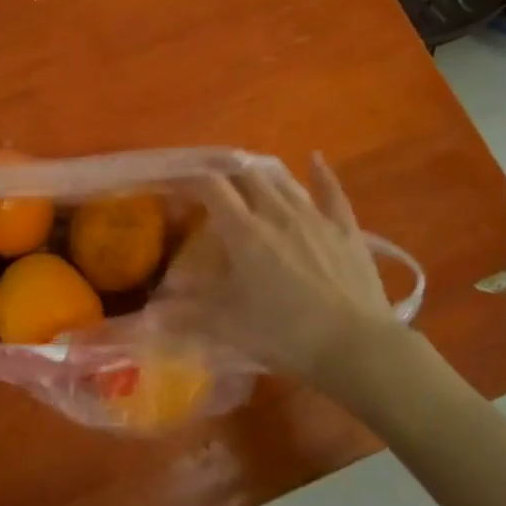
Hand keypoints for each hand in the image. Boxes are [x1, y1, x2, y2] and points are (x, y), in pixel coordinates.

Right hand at [177, 153, 400, 385]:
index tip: (176, 181)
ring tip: (249, 176)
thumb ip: (186, 316)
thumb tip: (148, 316)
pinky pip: (332, 192)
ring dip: (262, 174)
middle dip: (225, 172)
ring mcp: (314, 217)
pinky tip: (316, 159)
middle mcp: (276, 213)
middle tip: (211, 182)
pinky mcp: (345, 229)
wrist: (356, 346)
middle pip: (246, 176)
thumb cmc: (285, 334)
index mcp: (244, 231)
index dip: (191, 178)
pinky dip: (321, 173)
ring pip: (282, 181)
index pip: (211, 187)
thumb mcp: (228, 328)